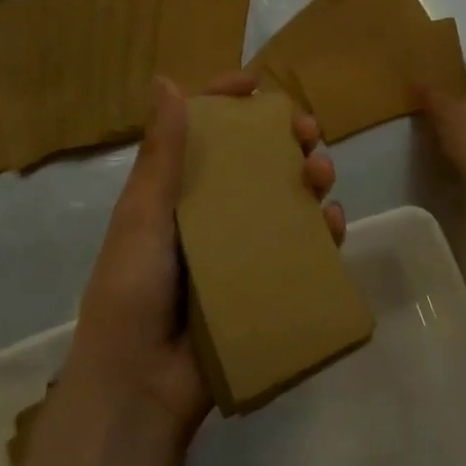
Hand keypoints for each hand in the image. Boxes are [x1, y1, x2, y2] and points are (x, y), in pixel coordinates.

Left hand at [66, 72, 344, 450]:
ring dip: (309, 178)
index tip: (256, 84)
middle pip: (255, 161)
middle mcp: (211, 213)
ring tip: (322, 173)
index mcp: (176, 192)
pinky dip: (321, 230)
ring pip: (284, 198)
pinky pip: (301, 248)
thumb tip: (165, 80)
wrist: (141, 386)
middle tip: (309, 130)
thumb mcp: (143, 216)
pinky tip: (333, 222)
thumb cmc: (132, 290)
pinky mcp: (264, 282)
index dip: (227, 102)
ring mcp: (240, 248)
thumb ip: (161, 154)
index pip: (204, 133)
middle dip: (284, 138)